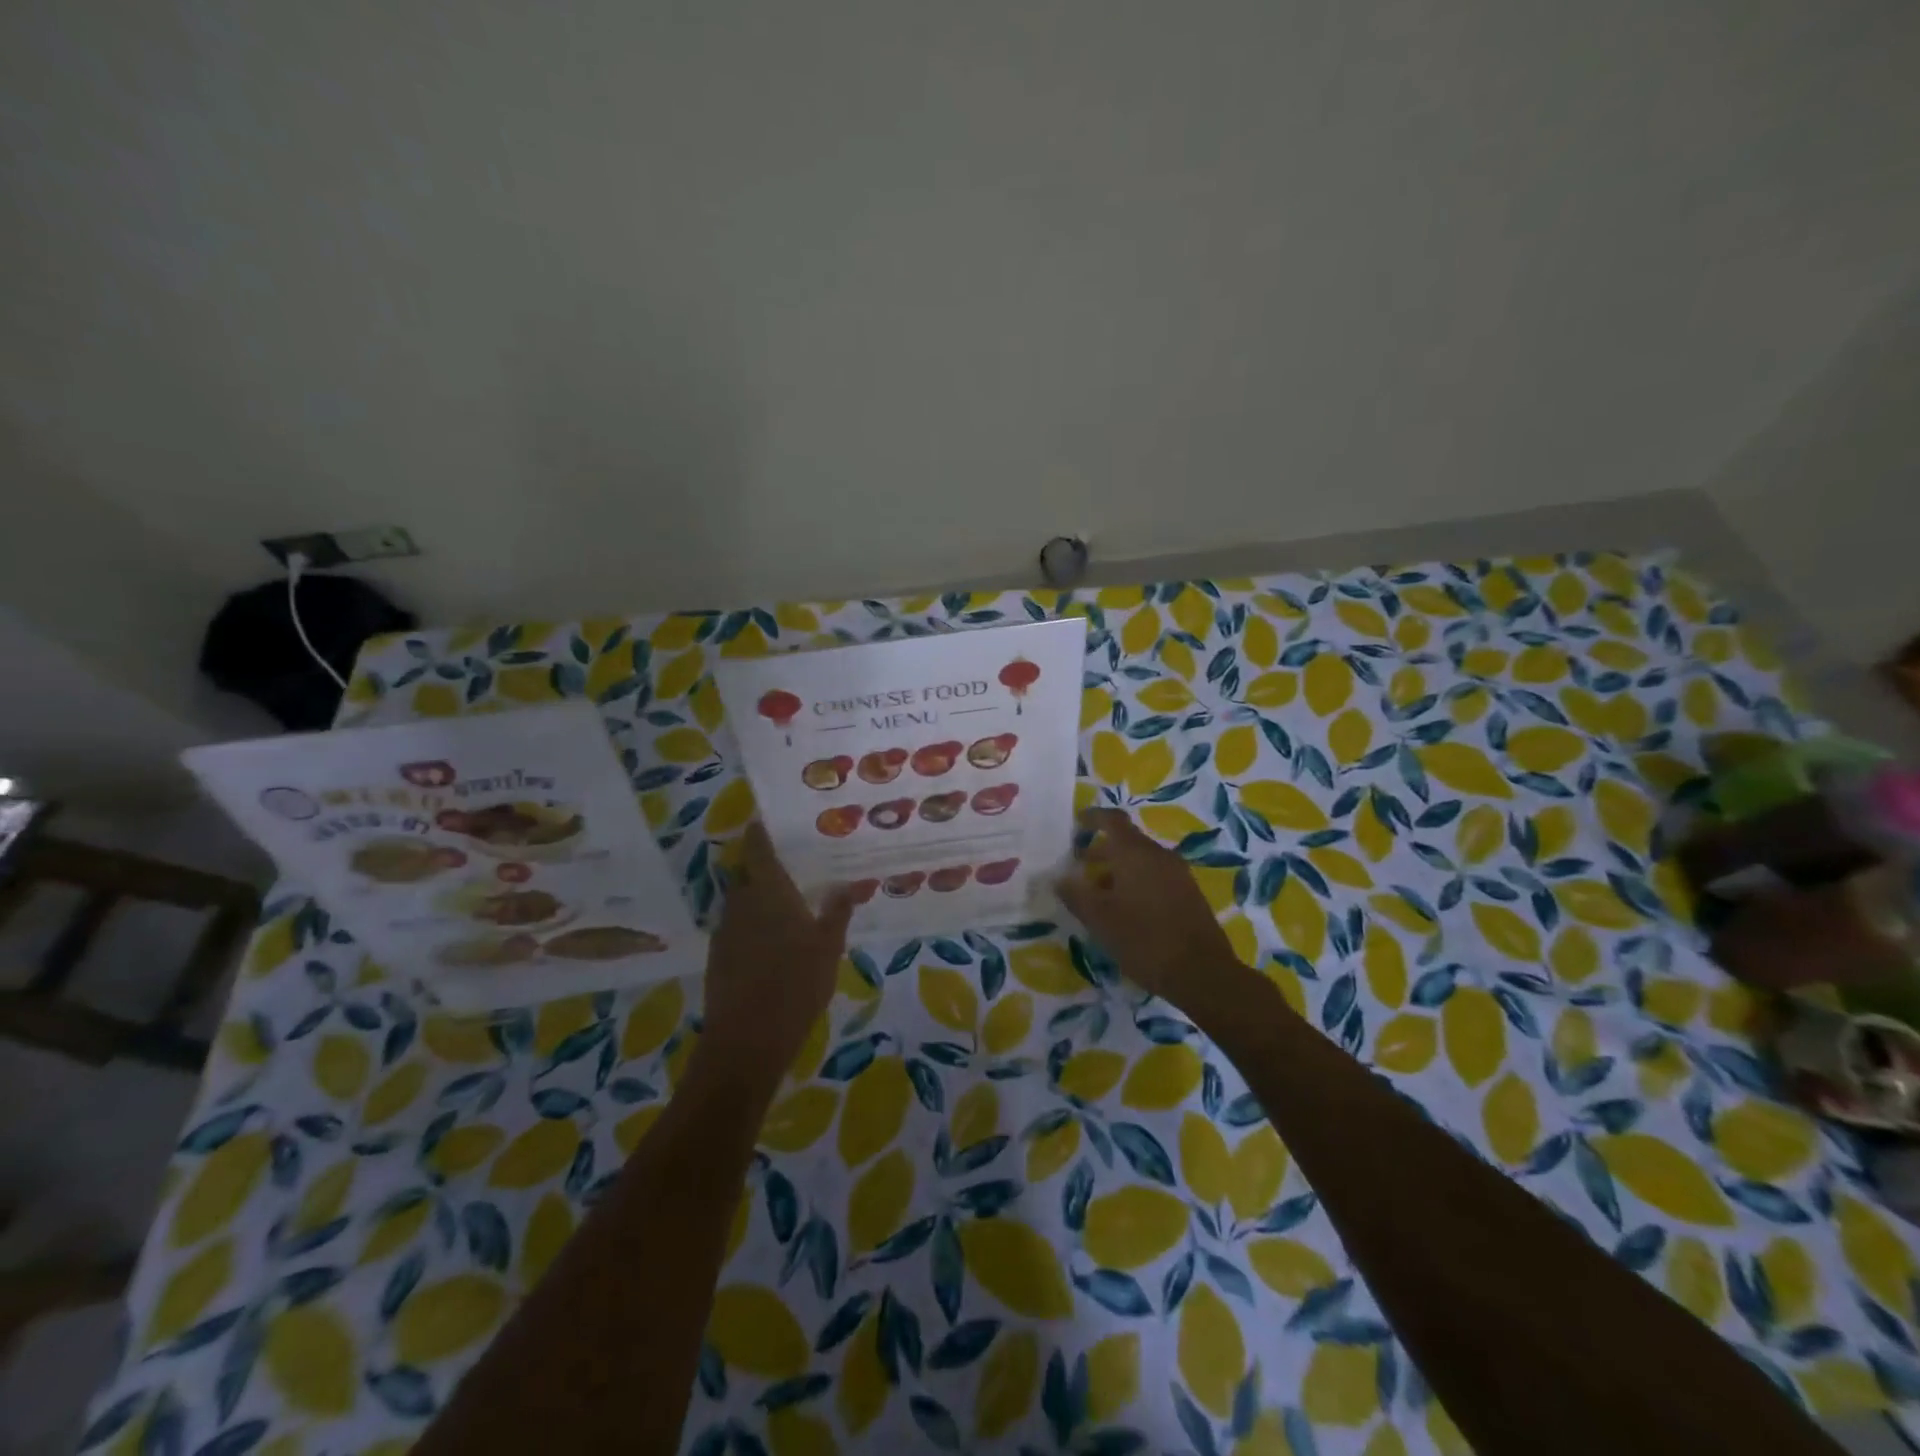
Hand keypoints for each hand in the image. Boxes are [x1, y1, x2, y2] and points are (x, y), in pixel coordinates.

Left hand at [696, 824, 853, 1088]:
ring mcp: (725, 932)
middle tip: (788, 869)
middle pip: (747, 876)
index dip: (759, 834)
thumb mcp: (828, 948)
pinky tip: (769, 944)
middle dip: (762, 870)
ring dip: (756, 900)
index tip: (763, 822)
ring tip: (782, 907)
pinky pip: (736, 929)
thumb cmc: (795, 985)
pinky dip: (750, 927)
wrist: (747, 1041)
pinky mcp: (717, 958)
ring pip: (740, 903)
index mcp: (769, 893)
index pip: (758, 851)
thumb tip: (846, 884)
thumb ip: (837, 912)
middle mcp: (742, 904)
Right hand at [1056, 809, 1251, 1012]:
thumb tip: (1059, 878)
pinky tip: (1125, 910)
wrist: (1202, 973)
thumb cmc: (1144, 940)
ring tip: (1098, 893)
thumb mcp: (1099, 919)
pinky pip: (1156, 876)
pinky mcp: (1189, 894)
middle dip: (1101, 850)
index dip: (1093, 817)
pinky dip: (1136, 882)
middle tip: (1079, 866)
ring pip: (1141, 861)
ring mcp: (1178, 874)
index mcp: (1135, 853)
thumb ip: (1075, 894)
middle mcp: (1159, 855)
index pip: (1112, 820)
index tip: (1076, 823)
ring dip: (1117, 870)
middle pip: (1127, 841)